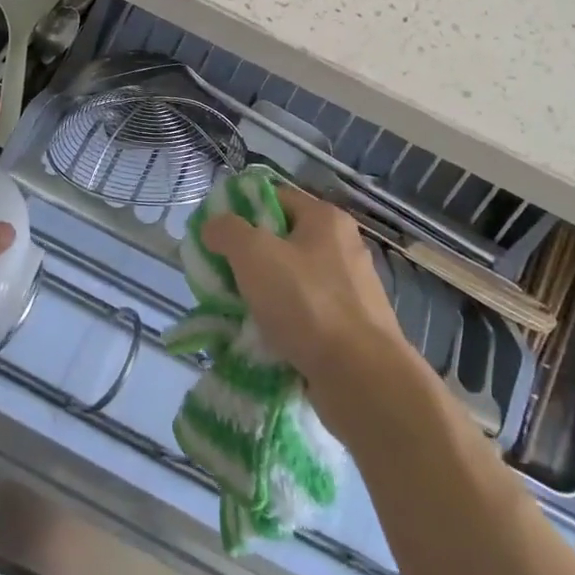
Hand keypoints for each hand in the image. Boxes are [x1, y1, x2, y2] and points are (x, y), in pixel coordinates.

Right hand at [201, 186, 407, 420]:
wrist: (361, 377)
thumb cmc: (306, 303)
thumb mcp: (253, 254)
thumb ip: (227, 230)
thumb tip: (213, 226)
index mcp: (325, 219)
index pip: (273, 197)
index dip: (239, 210)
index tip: (213, 235)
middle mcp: (343, 246)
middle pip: (281, 239)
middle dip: (247, 257)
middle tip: (219, 275)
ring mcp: (350, 288)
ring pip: (291, 279)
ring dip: (262, 293)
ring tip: (234, 310)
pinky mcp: (351, 325)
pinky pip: (305, 313)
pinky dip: (282, 321)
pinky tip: (262, 336)